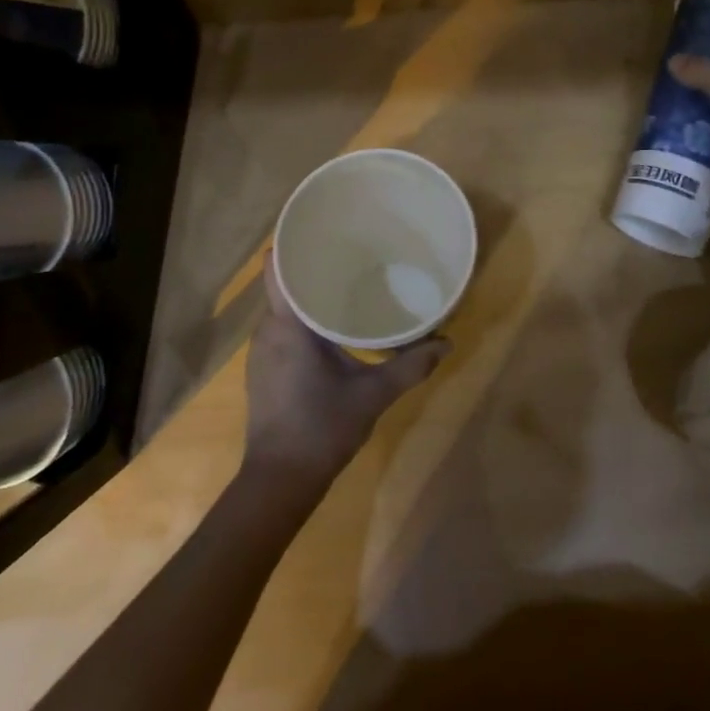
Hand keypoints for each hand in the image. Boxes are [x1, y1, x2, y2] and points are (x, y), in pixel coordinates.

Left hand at [243, 250, 449, 488]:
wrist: (279, 481)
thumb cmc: (322, 428)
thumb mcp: (373, 395)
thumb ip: (410, 366)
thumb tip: (448, 342)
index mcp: (288, 325)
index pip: (277, 266)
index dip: (294, 242)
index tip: (324, 229)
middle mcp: (268, 329)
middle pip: (285, 283)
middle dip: (313, 266)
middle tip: (352, 253)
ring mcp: (261, 350)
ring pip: (284, 307)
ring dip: (309, 294)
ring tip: (346, 282)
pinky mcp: (264, 368)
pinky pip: (283, 327)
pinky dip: (304, 318)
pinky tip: (332, 325)